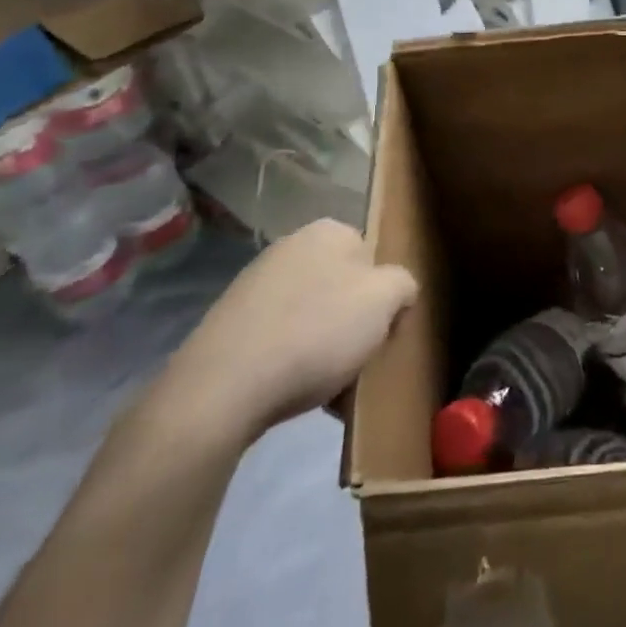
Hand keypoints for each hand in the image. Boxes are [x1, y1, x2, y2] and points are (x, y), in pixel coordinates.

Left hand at [161, 219, 415, 443]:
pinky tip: (295, 395)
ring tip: (329, 391)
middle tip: (359, 363)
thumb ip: (403, 284)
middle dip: (353, 326)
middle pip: (342, 289)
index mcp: (328, 231)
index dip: (384, 297)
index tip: (384, 333)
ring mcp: (254, 286)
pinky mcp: (229, 326)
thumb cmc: (316, 332)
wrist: (222, 389)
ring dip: (325, 350)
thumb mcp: (385, 300)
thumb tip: (396, 292)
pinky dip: (291, 364)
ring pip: (311, 318)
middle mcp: (290, 247)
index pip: (373, 258)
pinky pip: (279, 341)